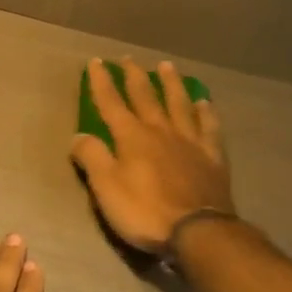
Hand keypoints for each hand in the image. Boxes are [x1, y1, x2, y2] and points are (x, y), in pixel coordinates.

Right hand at [70, 57, 234, 254]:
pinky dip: (205, 112)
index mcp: (132, 137)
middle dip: (135, 76)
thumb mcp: (106, 188)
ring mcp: (190, 141)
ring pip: (179, 104)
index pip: (111, 103)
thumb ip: (92, 157)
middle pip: (146, 97)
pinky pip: (209, 127)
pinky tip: (204, 103)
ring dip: (171, 84)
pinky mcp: (212, 156)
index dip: (102, 82)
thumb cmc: (145, 211)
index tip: (96, 62)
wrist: (198, 231)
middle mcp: (161, 130)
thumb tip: (79, 135)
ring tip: (167, 66)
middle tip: (129, 59)